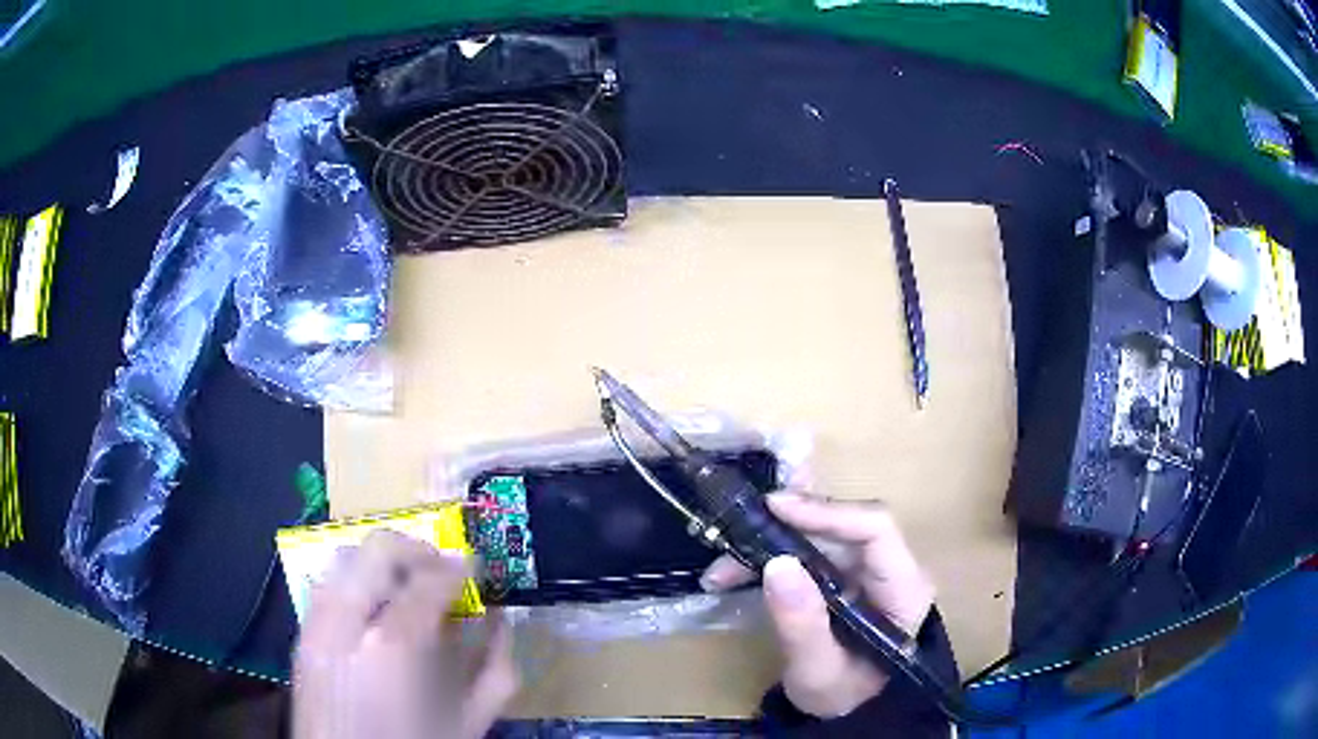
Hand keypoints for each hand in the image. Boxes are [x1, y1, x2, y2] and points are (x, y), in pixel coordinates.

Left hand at [294, 530, 518, 738]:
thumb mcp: (466, 725)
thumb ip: (494, 673)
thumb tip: (501, 622)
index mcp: (393, 647)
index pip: (428, 581)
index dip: (457, 568)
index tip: (474, 567)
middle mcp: (346, 622)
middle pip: (377, 550)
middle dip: (416, 551)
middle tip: (441, 571)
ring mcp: (316, 625)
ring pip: (344, 557)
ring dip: (381, 563)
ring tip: (405, 588)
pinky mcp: (301, 635)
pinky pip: (325, 584)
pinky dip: (353, 582)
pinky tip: (372, 611)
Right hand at [700, 492, 935, 717]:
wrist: (848, 711)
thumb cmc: (842, 695)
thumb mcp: (818, 671)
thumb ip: (802, 624)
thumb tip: (777, 563)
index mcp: (904, 589)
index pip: (876, 529)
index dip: (827, 512)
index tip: (775, 507)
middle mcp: (891, 569)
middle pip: (842, 527)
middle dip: (784, 528)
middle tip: (734, 532)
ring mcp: (868, 571)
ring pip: (818, 536)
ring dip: (768, 544)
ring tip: (721, 569)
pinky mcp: (845, 576)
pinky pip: (807, 552)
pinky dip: (768, 557)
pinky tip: (732, 573)